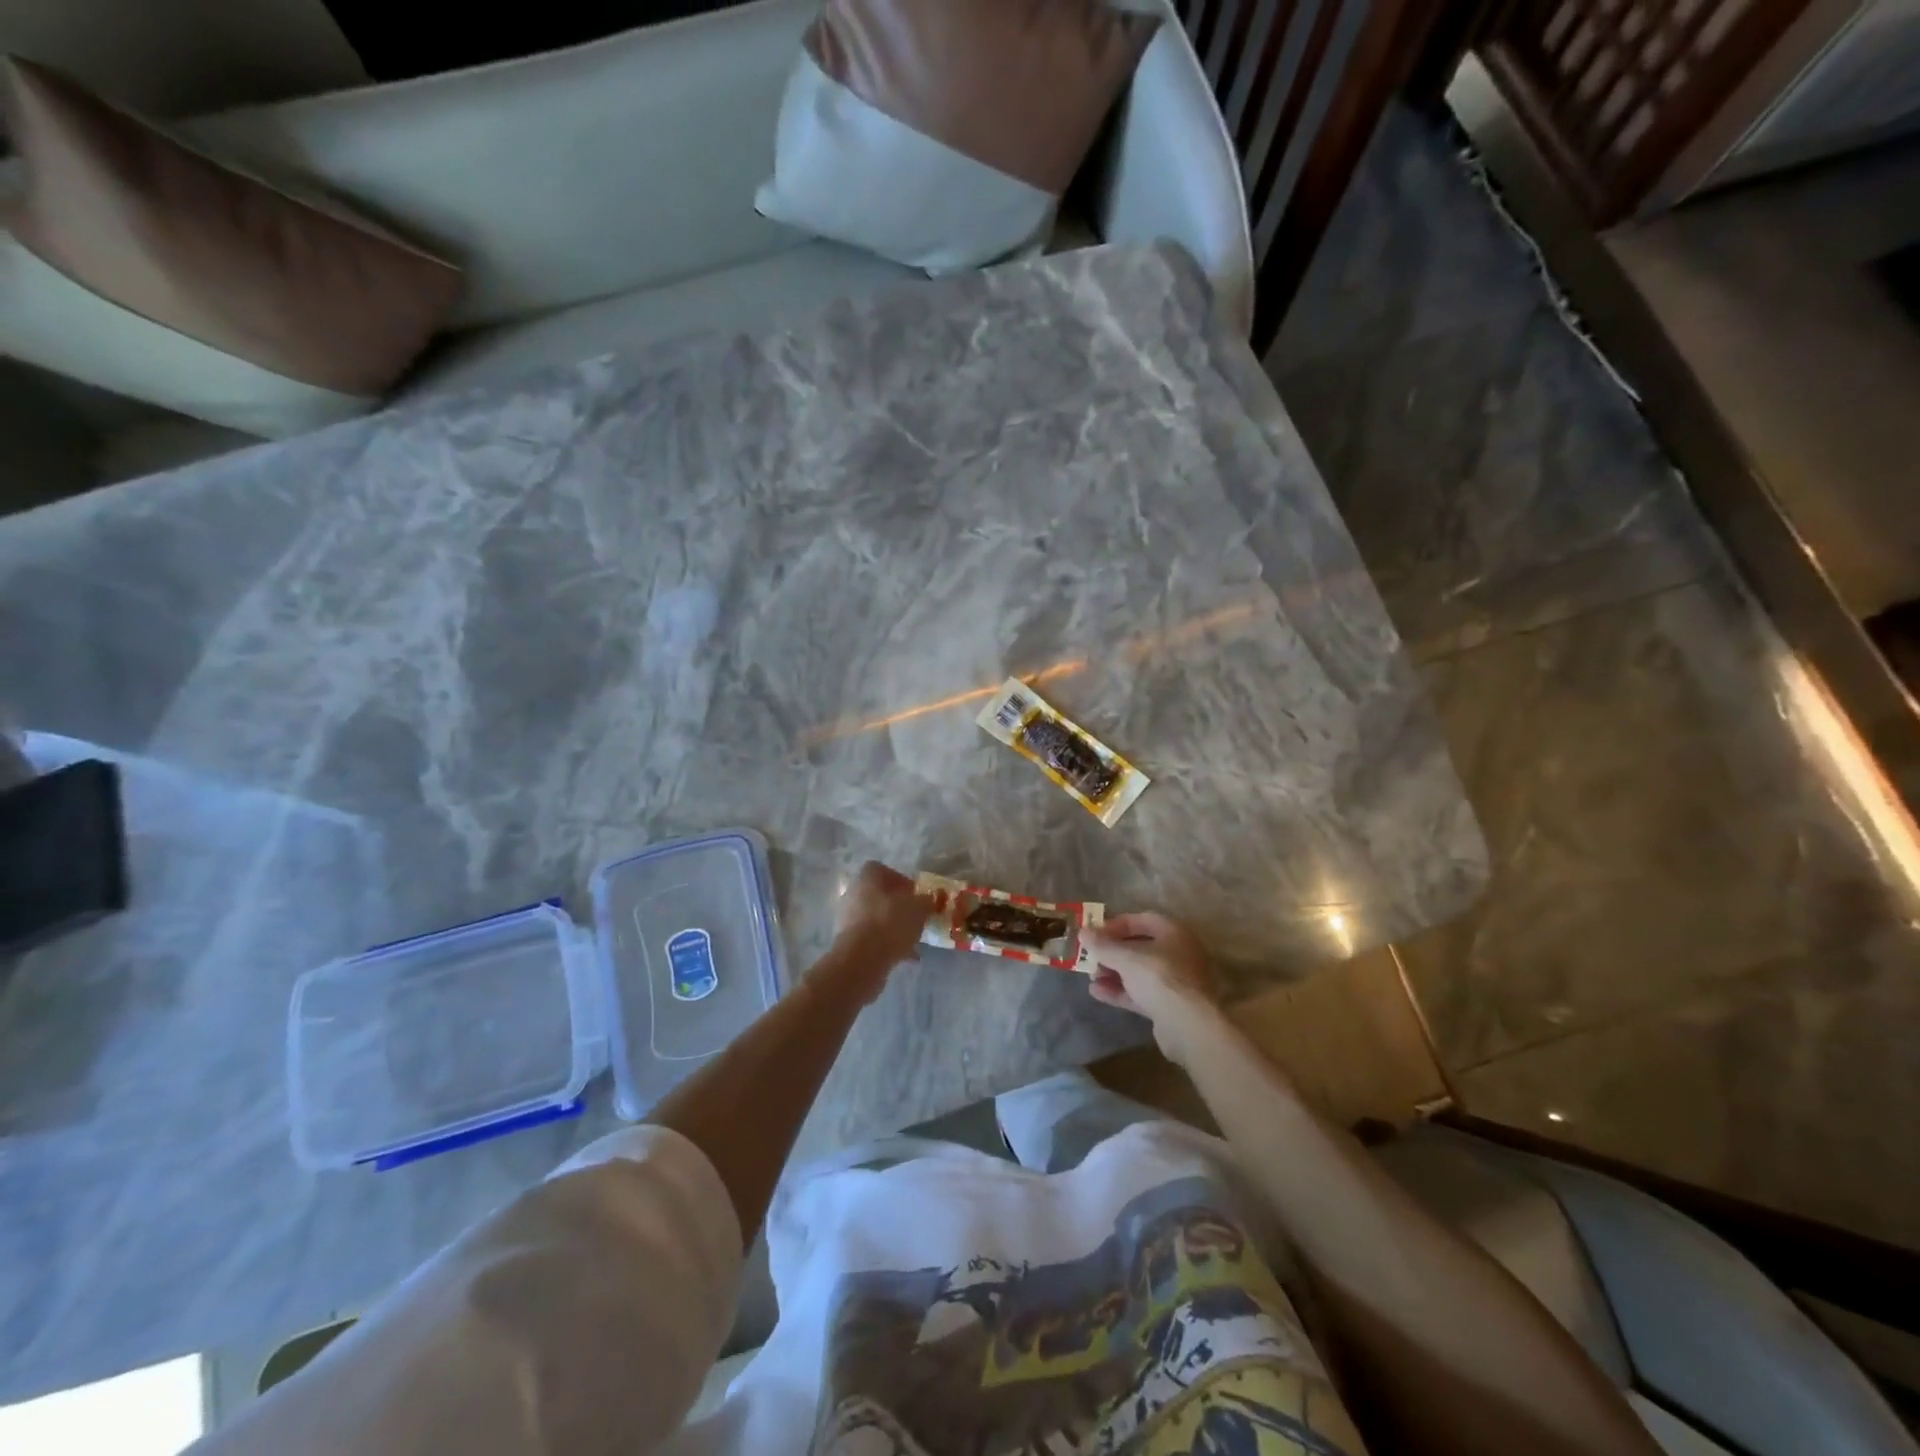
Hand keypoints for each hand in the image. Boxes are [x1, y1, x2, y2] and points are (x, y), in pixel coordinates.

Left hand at [823, 861, 931, 1001]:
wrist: (862, 960)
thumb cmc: (890, 923)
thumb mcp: (918, 908)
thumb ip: (926, 901)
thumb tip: (928, 900)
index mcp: (867, 878)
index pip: (883, 870)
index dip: (901, 880)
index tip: (916, 895)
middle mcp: (854, 894)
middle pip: (880, 895)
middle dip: (899, 906)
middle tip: (917, 917)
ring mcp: (848, 918)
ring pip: (877, 918)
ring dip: (894, 926)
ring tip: (914, 939)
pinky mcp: (849, 941)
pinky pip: (873, 938)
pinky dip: (888, 944)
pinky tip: (906, 956)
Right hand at [1080, 913, 1220, 1063]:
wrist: (1188, 1025)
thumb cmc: (1159, 977)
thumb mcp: (1125, 957)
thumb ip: (1102, 945)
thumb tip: (1083, 932)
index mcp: (1173, 932)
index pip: (1141, 919)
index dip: (1115, 925)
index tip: (1094, 934)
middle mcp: (1178, 953)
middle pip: (1139, 947)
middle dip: (1112, 952)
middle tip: (1091, 957)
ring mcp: (1175, 981)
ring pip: (1139, 971)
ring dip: (1113, 973)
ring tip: (1091, 977)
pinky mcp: (1169, 1005)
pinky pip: (1141, 992)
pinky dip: (1120, 991)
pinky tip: (1096, 992)